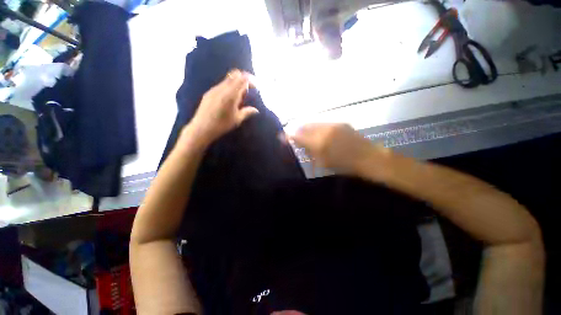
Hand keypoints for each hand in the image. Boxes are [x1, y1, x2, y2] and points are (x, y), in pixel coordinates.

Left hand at [185, 70, 258, 145]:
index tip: (256, 87)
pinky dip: (229, 87)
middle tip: (248, 89)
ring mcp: (214, 89)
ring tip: (240, 96)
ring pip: (228, 79)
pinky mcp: (209, 92)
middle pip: (235, 74)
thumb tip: (256, 110)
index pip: (243, 79)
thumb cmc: (222, 125)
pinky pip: (222, 84)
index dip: (251, 80)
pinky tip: (230, 98)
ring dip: (236, 83)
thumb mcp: (237, 119)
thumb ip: (247, 112)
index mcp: (231, 95)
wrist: (202, 128)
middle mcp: (222, 88)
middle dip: (244, 79)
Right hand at [291, 123, 390, 176]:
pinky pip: (322, 123)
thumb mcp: (322, 161)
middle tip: (292, 136)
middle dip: (296, 130)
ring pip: (313, 123)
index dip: (288, 135)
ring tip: (304, 134)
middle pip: (304, 126)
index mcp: (319, 143)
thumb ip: (308, 150)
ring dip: (305, 128)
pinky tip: (318, 133)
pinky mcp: (340, 123)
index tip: (281, 136)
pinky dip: (316, 127)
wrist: (368, 158)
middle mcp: (324, 130)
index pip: (298, 135)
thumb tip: (297, 143)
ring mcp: (333, 124)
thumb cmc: (344, 165)